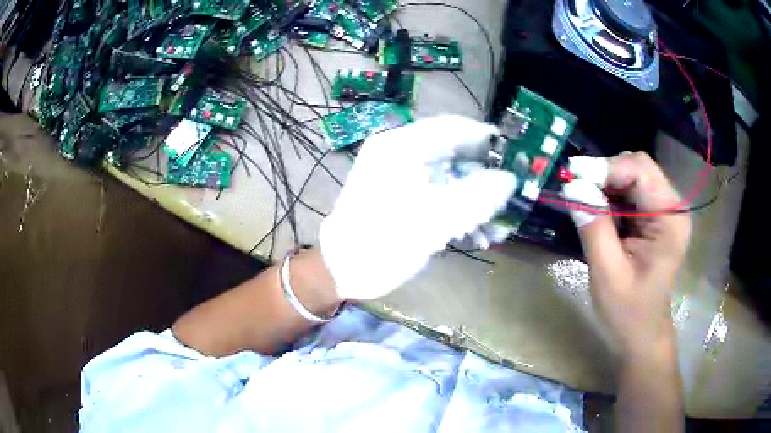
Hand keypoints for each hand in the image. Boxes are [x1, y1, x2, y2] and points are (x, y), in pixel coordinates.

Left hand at [319, 115, 516, 300]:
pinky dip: (457, 208)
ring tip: (495, 224)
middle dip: (483, 177)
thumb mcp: (433, 220)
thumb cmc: (381, 243)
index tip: (515, 156)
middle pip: (454, 152)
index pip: (453, 127)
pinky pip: (438, 192)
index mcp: (401, 146)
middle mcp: (400, 152)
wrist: (341, 270)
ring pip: (449, 176)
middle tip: (507, 197)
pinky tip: (474, 232)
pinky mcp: (402, 194)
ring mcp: (400, 174)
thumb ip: (476, 196)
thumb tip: (509, 179)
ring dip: (474, 198)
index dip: (486, 139)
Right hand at [572, 152, 690, 355]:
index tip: (572, 177)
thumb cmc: (628, 312)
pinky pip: (632, 190)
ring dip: (607, 182)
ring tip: (584, 200)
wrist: (643, 333)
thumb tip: (573, 186)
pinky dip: (612, 193)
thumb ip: (594, 228)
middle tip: (576, 188)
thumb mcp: (607, 274)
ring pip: (633, 174)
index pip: (640, 170)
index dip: (606, 167)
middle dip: (605, 172)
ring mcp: (666, 210)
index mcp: (670, 219)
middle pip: (638, 166)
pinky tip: (599, 210)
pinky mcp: (657, 216)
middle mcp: (673, 207)